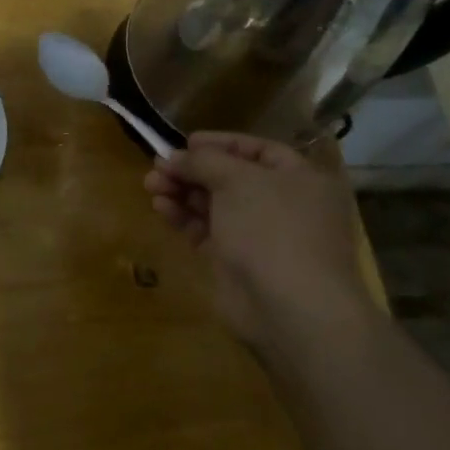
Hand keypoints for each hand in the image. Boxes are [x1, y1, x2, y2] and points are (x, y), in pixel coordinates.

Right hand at [146, 132, 376, 352]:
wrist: (289, 307)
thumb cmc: (272, 229)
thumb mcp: (237, 180)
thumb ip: (203, 162)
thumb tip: (173, 157)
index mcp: (299, 178)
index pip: (257, 150)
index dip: (220, 143)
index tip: (185, 143)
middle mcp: (282, 204)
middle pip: (230, 177)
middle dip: (192, 170)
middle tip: (157, 165)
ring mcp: (259, 235)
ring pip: (214, 205)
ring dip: (182, 192)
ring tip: (150, 185)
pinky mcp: (236, 262)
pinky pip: (206, 231)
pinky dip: (184, 218)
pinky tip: (161, 208)